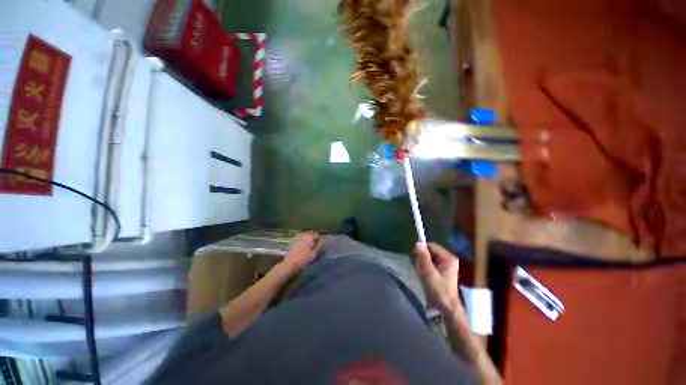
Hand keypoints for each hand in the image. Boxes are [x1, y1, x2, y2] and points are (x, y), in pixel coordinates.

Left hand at [284, 231, 323, 271]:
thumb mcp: (314, 254)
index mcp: (309, 237)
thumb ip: (319, 245)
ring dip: (308, 237)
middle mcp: (303, 234)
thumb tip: (323, 240)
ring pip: (306, 234)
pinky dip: (303, 238)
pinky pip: (301, 236)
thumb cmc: (303, 259)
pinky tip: (303, 245)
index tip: (318, 246)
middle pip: (311, 233)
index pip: (317, 235)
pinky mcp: (293, 239)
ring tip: (308, 245)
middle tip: (314, 246)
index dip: (319, 240)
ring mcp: (298, 236)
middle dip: (313, 237)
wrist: (290, 263)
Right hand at [415, 243, 460, 313]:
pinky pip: (431, 263)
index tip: (415, 258)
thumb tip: (418, 243)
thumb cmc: (439, 291)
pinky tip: (425, 276)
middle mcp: (449, 258)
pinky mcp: (443, 270)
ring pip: (429, 257)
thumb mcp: (429, 273)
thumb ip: (424, 258)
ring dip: (423, 264)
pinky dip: (426, 267)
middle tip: (420, 269)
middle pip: (430, 251)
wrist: (447, 307)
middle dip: (422, 258)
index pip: (431, 246)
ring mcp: (446, 264)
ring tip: (422, 274)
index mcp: (448, 258)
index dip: (422, 250)